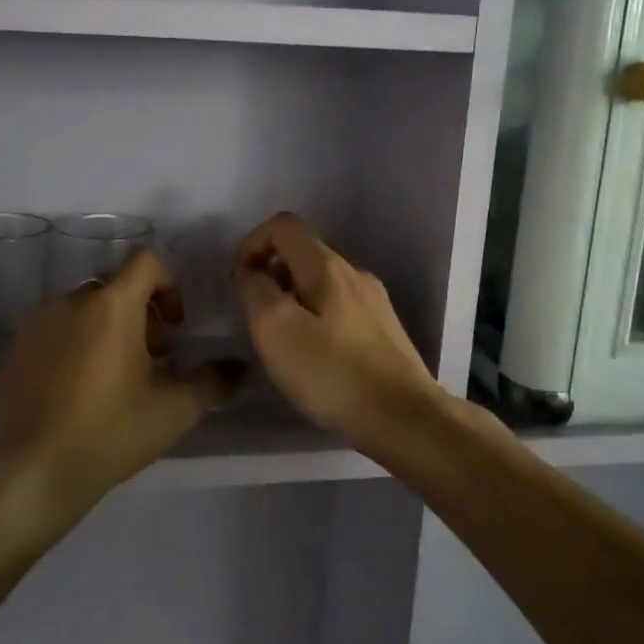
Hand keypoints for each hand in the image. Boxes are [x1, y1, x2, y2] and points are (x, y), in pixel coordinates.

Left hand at [0, 248, 245, 519]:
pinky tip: (79, 392)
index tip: (174, 326)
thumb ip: (213, 381)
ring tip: (116, 378)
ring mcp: (36, 324)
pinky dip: (76, 344)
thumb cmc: (108, 434)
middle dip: (141, 312)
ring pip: (84, 308)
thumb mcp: (174, 411)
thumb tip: (238, 367)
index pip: (146, 260)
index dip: (169, 284)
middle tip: (152, 358)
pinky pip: (56, 330)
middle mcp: (71, 301)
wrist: (27, 475)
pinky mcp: (14, 349)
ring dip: (108, 328)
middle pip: (116, 285)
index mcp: (111, 305)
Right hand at [233, 213, 448, 444]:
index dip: (253, 244)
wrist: (404, 417)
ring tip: (282, 342)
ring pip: (321, 283)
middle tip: (255, 318)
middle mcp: (355, 273)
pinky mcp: (384, 330)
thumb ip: (255, 291)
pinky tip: (314, 358)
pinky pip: (339, 309)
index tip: (239, 282)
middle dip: (271, 275)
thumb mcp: (276, 330)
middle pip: (303, 254)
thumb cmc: (332, 373)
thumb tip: (250, 273)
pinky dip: (315, 319)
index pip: (284, 226)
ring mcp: (374, 302)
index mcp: (327, 266)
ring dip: (292, 300)